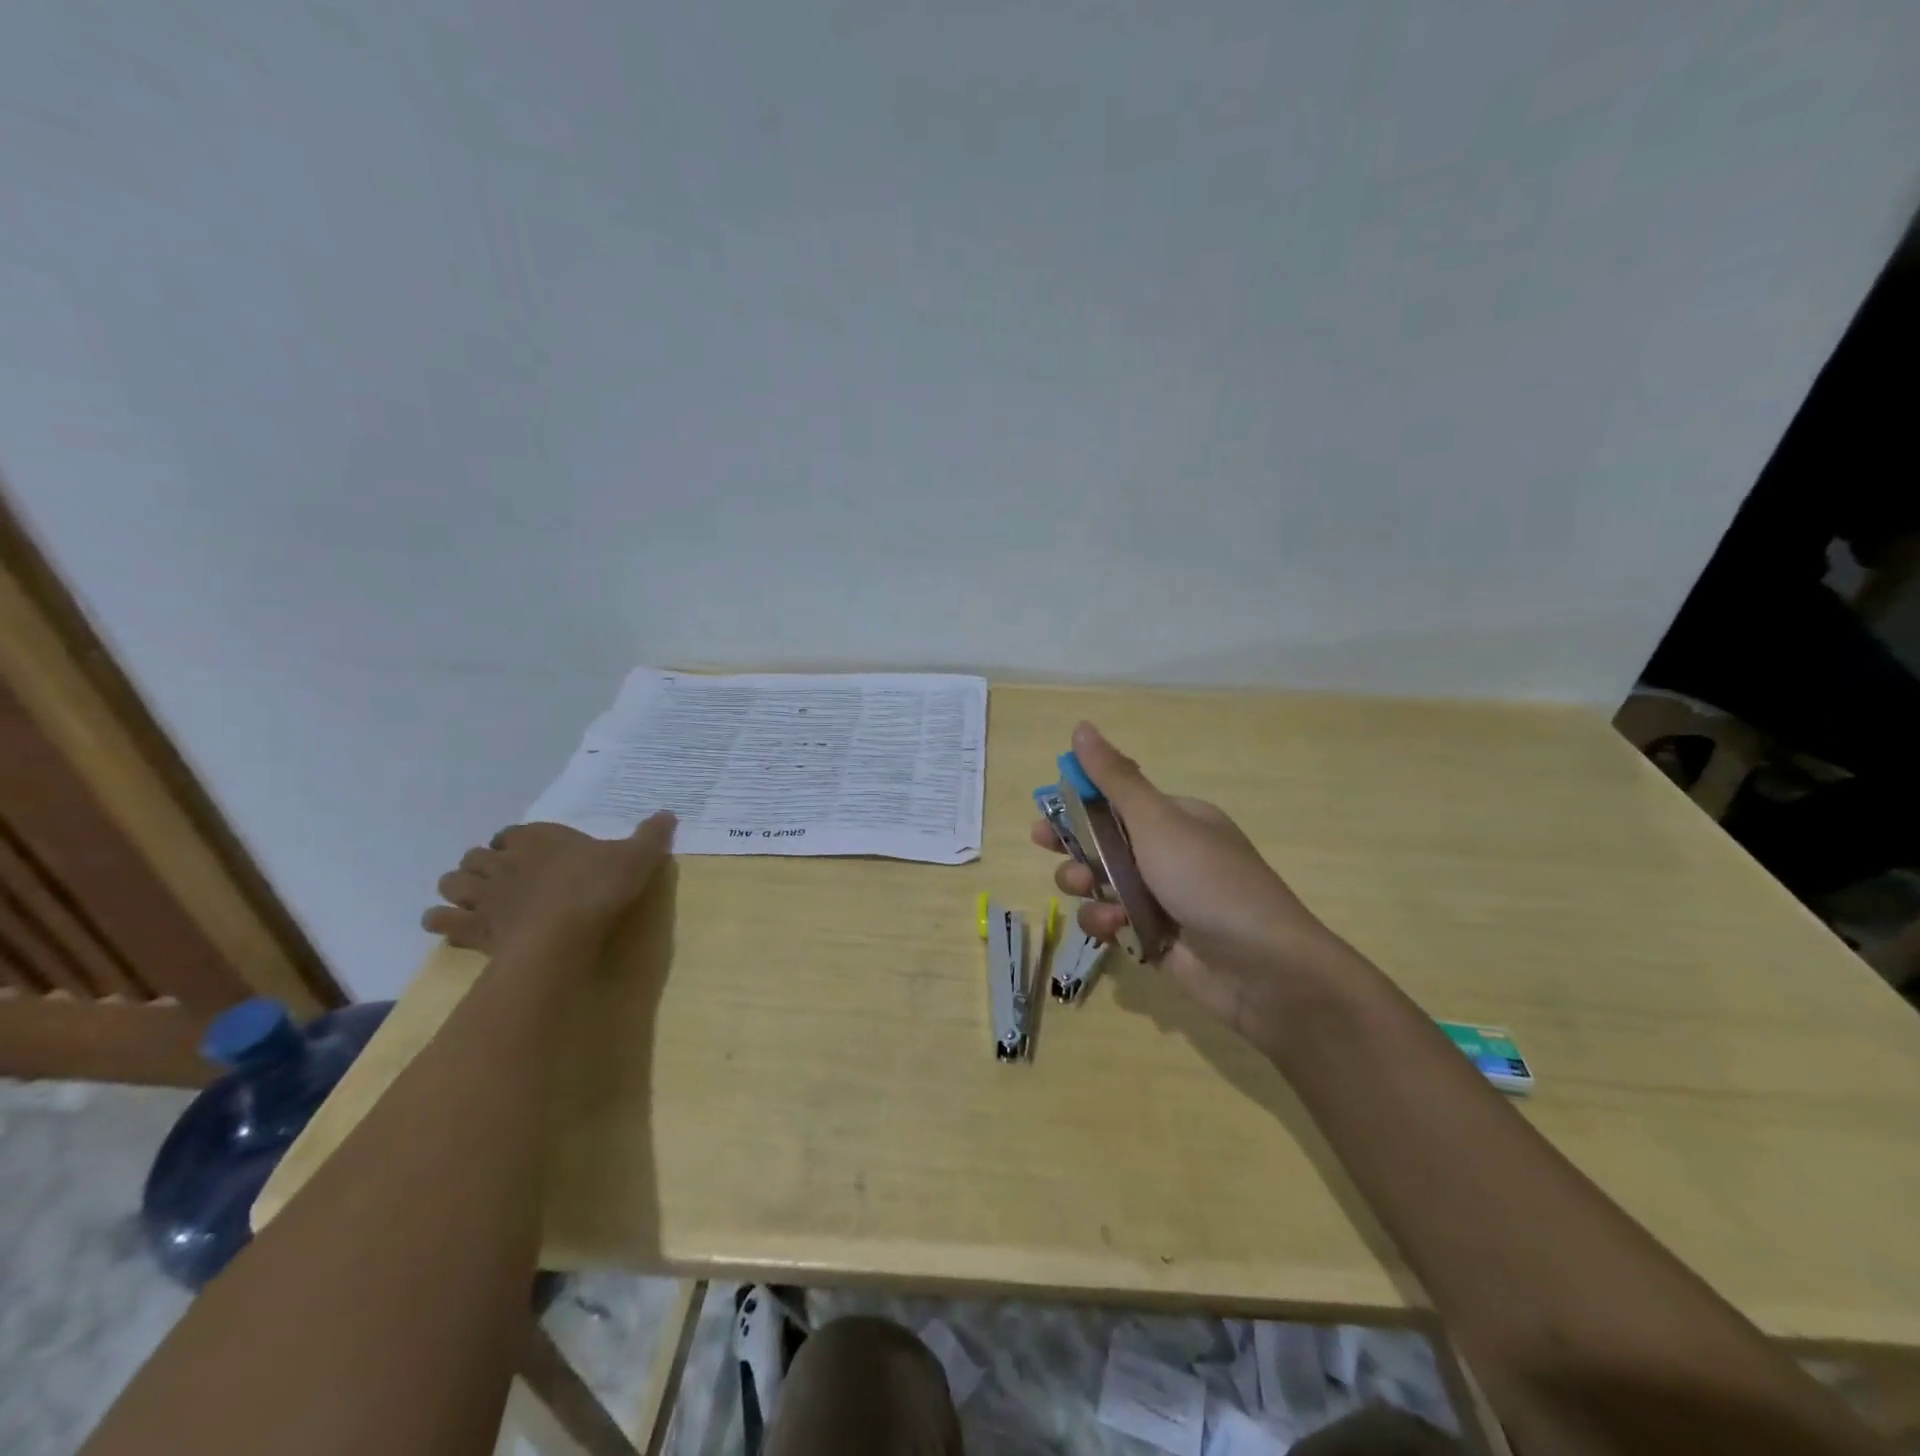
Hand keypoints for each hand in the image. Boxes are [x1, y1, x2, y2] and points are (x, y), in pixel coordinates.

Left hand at [422, 815, 675, 957]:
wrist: (562, 935)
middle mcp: (504, 860)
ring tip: (478, 899)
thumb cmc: (599, 888)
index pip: (514, 832)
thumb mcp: (638, 857)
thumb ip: (651, 835)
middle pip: (478, 855)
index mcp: (539, 838)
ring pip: (452, 882)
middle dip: (485, 864)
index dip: (518, 842)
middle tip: (506, 878)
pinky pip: (440, 920)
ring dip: (460, 888)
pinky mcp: (472, 927)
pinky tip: (458, 928)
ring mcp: (483, 894)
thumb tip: (668, 814)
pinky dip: (444, 921)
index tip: (532, 852)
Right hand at [1032, 723, 1344, 1046]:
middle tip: (1042, 844)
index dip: (1079, 801)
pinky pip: (1111, 922)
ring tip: (1086, 889)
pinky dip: (1105, 923)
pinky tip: (1113, 928)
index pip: (1116, 800)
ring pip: (1100, 883)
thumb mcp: (1159, 822)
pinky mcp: (1152, 938)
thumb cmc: (1209, 881)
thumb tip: (1082, 727)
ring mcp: (1159, 899)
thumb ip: (1115, 780)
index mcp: (1174, 820)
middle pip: (1102, 841)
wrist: (1264, 970)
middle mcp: (1166, 855)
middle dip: (1073, 844)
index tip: (1047, 807)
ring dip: (1085, 884)